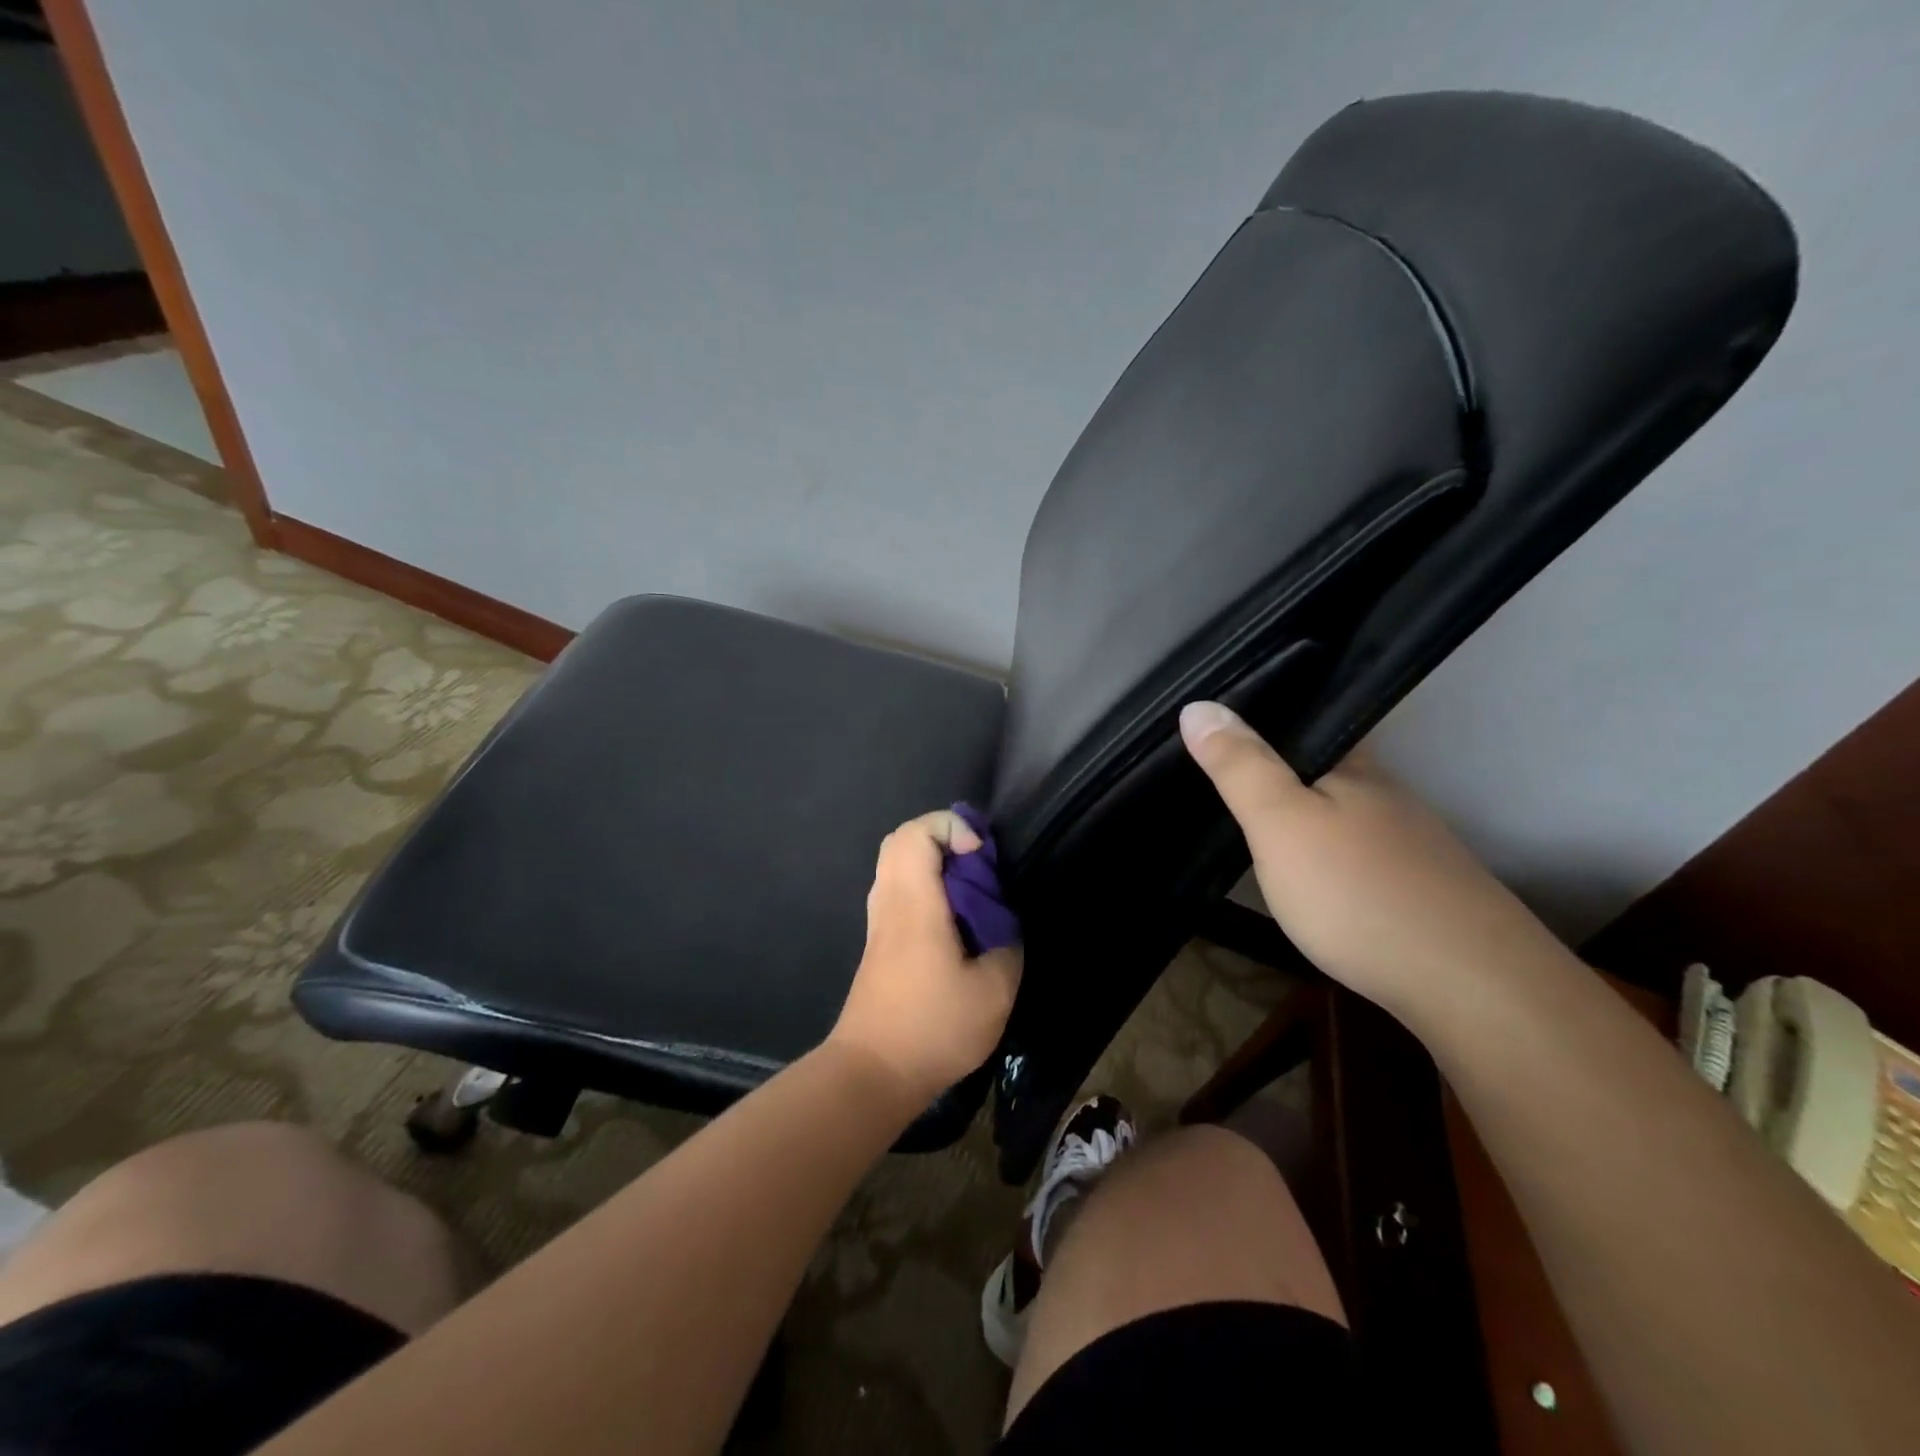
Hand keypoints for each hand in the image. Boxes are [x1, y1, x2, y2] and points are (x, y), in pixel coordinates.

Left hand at [829, 810, 1022, 1109]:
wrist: (872, 1073)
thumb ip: (1007, 945)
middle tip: (978, 866)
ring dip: (935, 864)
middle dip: (944, 837)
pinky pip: (899, 890)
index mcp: (914, 903)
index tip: (981, 857)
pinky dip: (926, 887)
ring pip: (898, 864)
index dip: (952, 827)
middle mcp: (890, 902)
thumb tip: (1003, 924)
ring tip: (971, 894)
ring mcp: (879, 922)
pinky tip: (954, 923)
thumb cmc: (933, 1028)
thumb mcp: (993, 991)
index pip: (917, 833)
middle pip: (902, 839)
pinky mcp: (879, 943)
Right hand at [1179, 701, 1571, 1012]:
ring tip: (1254, 826)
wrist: (1472, 987)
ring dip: (1304, 814)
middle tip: (1222, 776)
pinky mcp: (1421, 890)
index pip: (1309, 719)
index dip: (1266, 716)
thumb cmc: (1357, 891)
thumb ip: (1241, 767)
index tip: (1220, 724)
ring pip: (1344, 813)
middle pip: (1326, 767)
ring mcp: (1411, 844)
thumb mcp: (1280, 824)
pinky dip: (1328, 855)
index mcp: (1354, 768)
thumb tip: (1196, 706)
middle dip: (1280, 768)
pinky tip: (1312, 879)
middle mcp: (1388, 796)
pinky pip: (1359, 854)